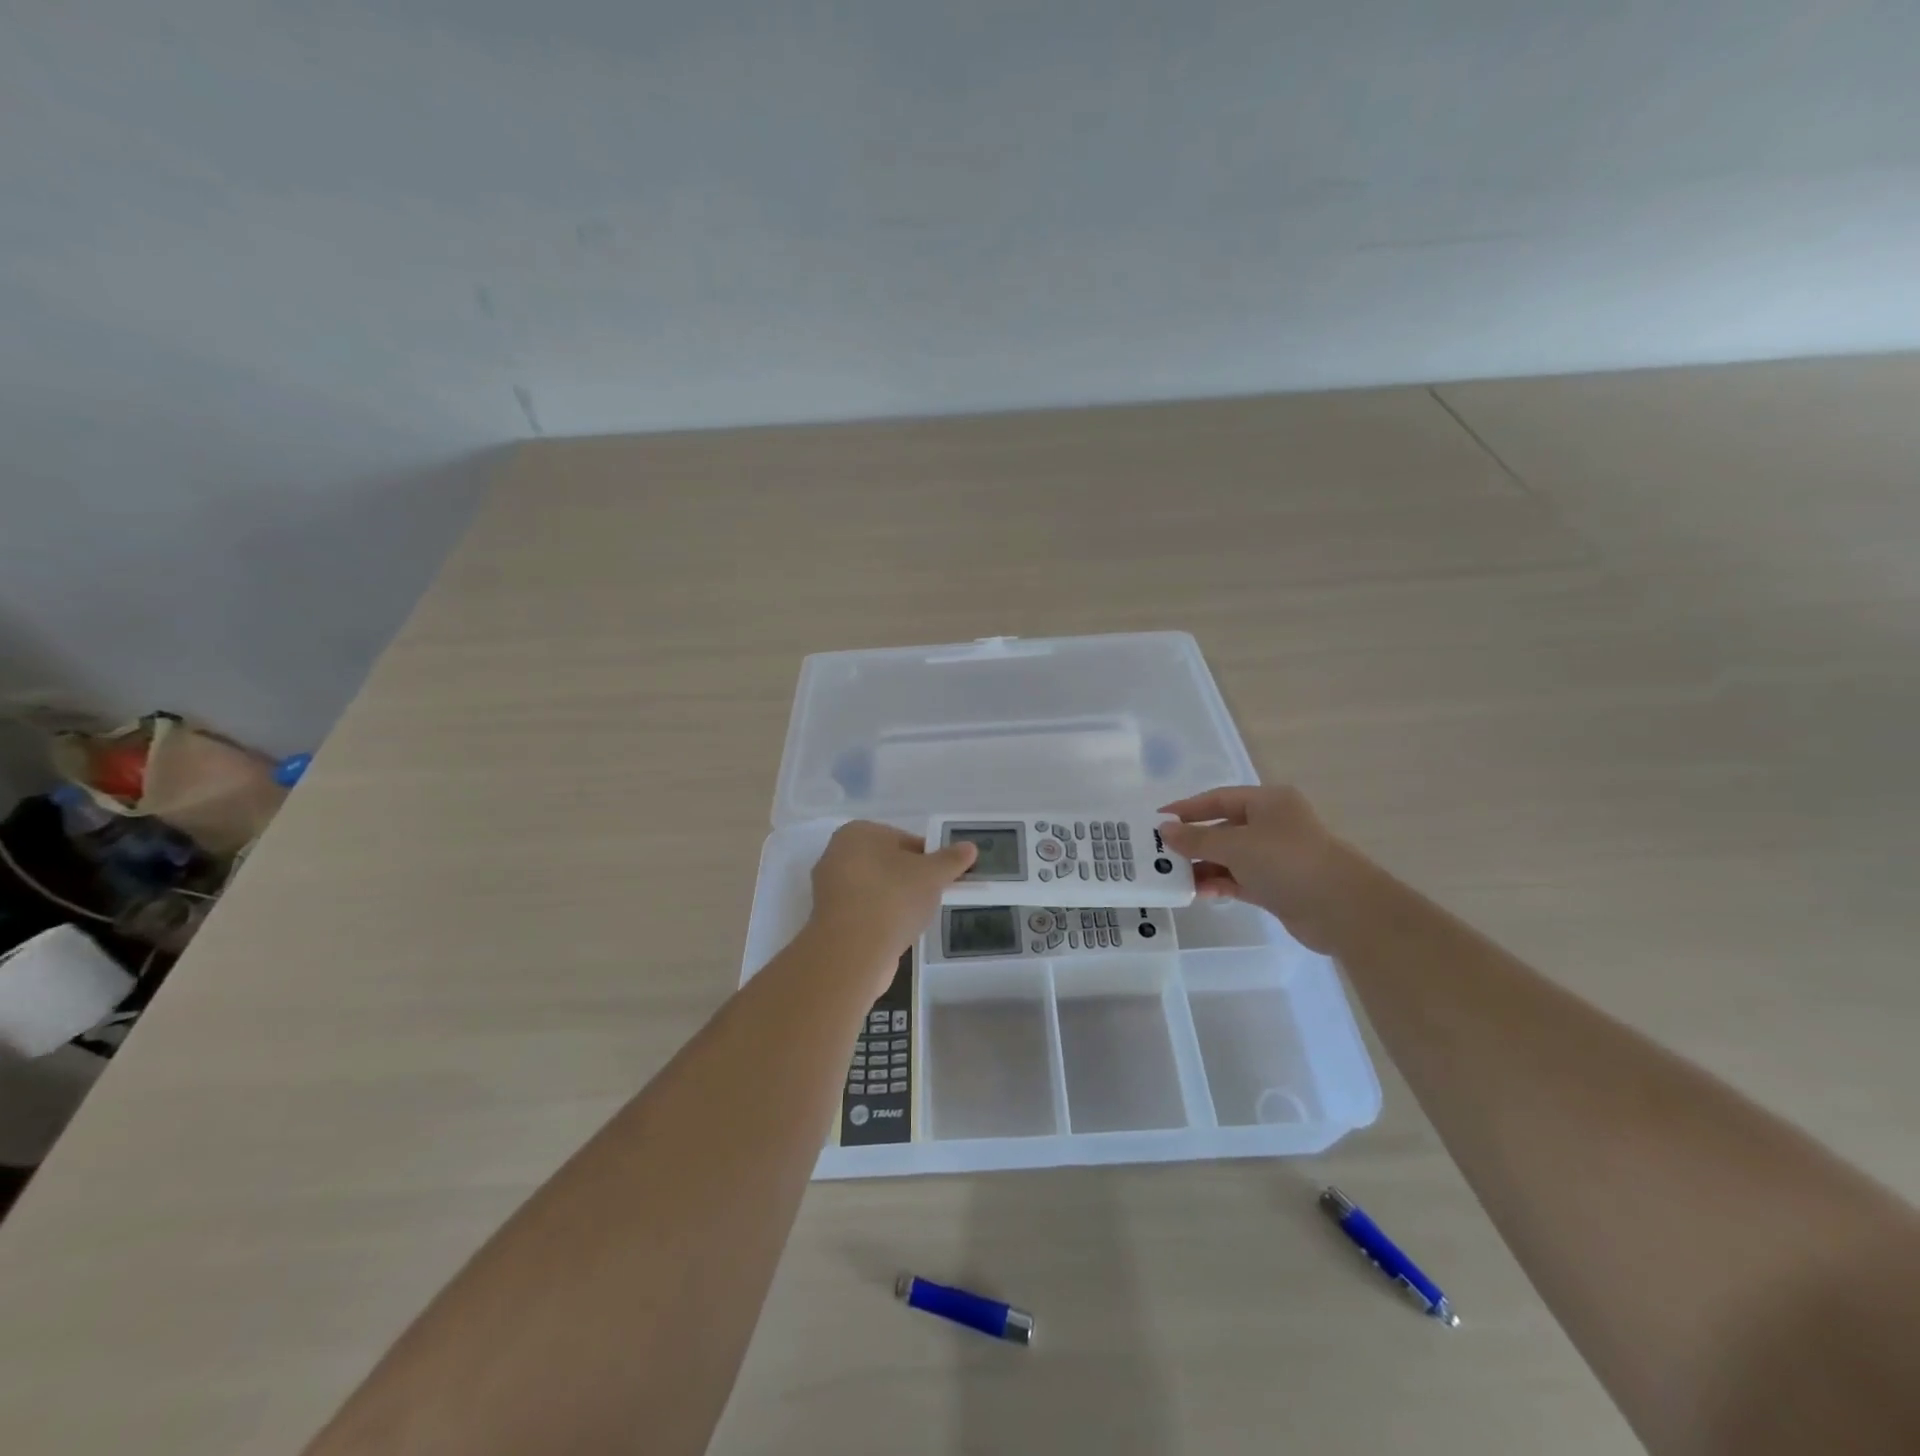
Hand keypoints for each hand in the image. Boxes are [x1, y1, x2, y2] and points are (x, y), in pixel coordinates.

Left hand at [807, 822, 976, 984]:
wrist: (852, 952)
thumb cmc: (893, 898)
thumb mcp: (932, 875)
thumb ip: (951, 859)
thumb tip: (969, 847)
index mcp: (858, 832)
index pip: (904, 839)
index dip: (929, 858)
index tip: (944, 878)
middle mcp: (836, 854)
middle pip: (888, 863)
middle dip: (911, 878)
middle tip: (933, 897)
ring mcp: (828, 888)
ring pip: (875, 888)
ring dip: (896, 900)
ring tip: (916, 919)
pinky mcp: (828, 919)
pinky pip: (864, 911)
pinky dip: (881, 919)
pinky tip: (896, 934)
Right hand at [1158, 786, 1356, 952]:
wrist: (1342, 909)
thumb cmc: (1286, 862)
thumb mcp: (1235, 845)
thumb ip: (1196, 839)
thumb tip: (1164, 830)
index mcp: (1267, 802)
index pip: (1217, 799)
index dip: (1186, 809)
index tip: (1157, 821)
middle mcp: (1272, 825)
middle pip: (1222, 828)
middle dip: (1192, 842)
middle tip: (1159, 855)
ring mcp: (1276, 857)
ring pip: (1230, 857)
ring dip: (1203, 867)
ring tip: (1173, 879)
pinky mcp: (1277, 886)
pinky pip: (1239, 880)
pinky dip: (1219, 884)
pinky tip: (1197, 894)